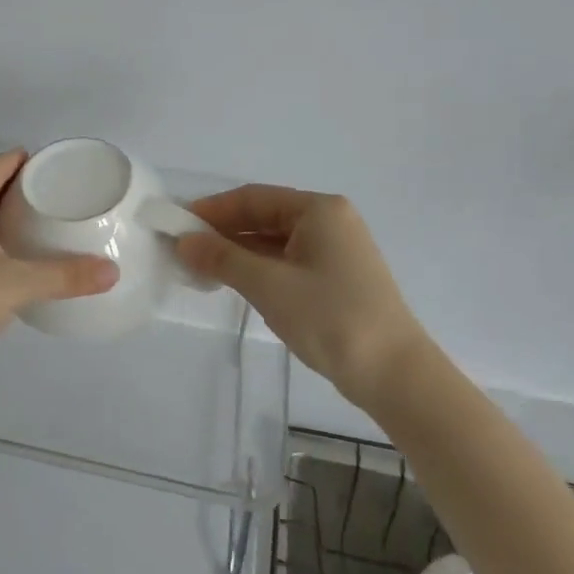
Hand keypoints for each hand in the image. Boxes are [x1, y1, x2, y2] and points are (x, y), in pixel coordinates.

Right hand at [176, 185, 427, 405]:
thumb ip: (222, 258)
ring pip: (275, 241)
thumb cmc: (331, 318)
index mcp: (319, 210)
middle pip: (265, 216)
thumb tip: (183, 241)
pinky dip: (260, 269)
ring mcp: (337, 251)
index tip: (177, 224)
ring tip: (202, 268)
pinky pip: (289, 261)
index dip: (212, 209)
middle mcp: (330, 221)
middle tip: (184, 248)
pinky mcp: (338, 278)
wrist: (396, 376)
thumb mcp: (268, 285)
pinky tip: (237, 283)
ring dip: (239, 252)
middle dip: (224, 232)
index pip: (253, 197)